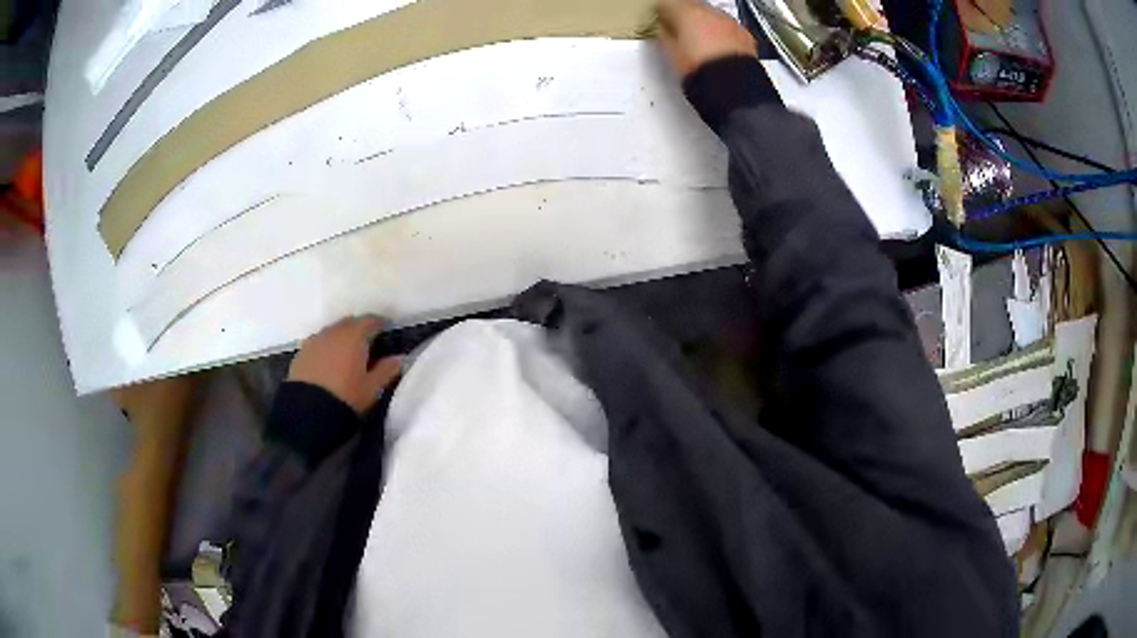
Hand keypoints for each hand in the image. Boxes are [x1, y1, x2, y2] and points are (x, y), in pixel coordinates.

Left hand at [287, 316, 401, 413]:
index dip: (381, 325)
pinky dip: (327, 347)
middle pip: (350, 323)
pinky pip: (319, 342)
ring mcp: (315, 340)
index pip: (371, 320)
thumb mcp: (372, 388)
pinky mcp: (301, 352)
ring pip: (333, 331)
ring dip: (342, 337)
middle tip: (368, 345)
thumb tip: (399, 358)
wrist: (308, 413)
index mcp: (354, 336)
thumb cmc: (346, 398)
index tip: (387, 333)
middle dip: (360, 329)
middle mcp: (333, 331)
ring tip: (347, 355)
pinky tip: (329, 363)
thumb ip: (387, 370)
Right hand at [656, 0, 757, 77]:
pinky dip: (723, 35)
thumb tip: (664, 30)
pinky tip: (719, 50)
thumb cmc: (702, 72)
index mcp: (687, 13)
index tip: (661, 21)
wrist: (733, 88)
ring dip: (706, 25)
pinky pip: (729, 29)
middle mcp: (710, 13)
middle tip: (682, 33)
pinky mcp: (744, 35)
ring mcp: (729, 23)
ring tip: (702, 45)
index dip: (663, 13)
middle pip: (692, 7)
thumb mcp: (671, 54)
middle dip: (686, 17)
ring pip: (712, 16)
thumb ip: (665, 35)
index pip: (668, 3)